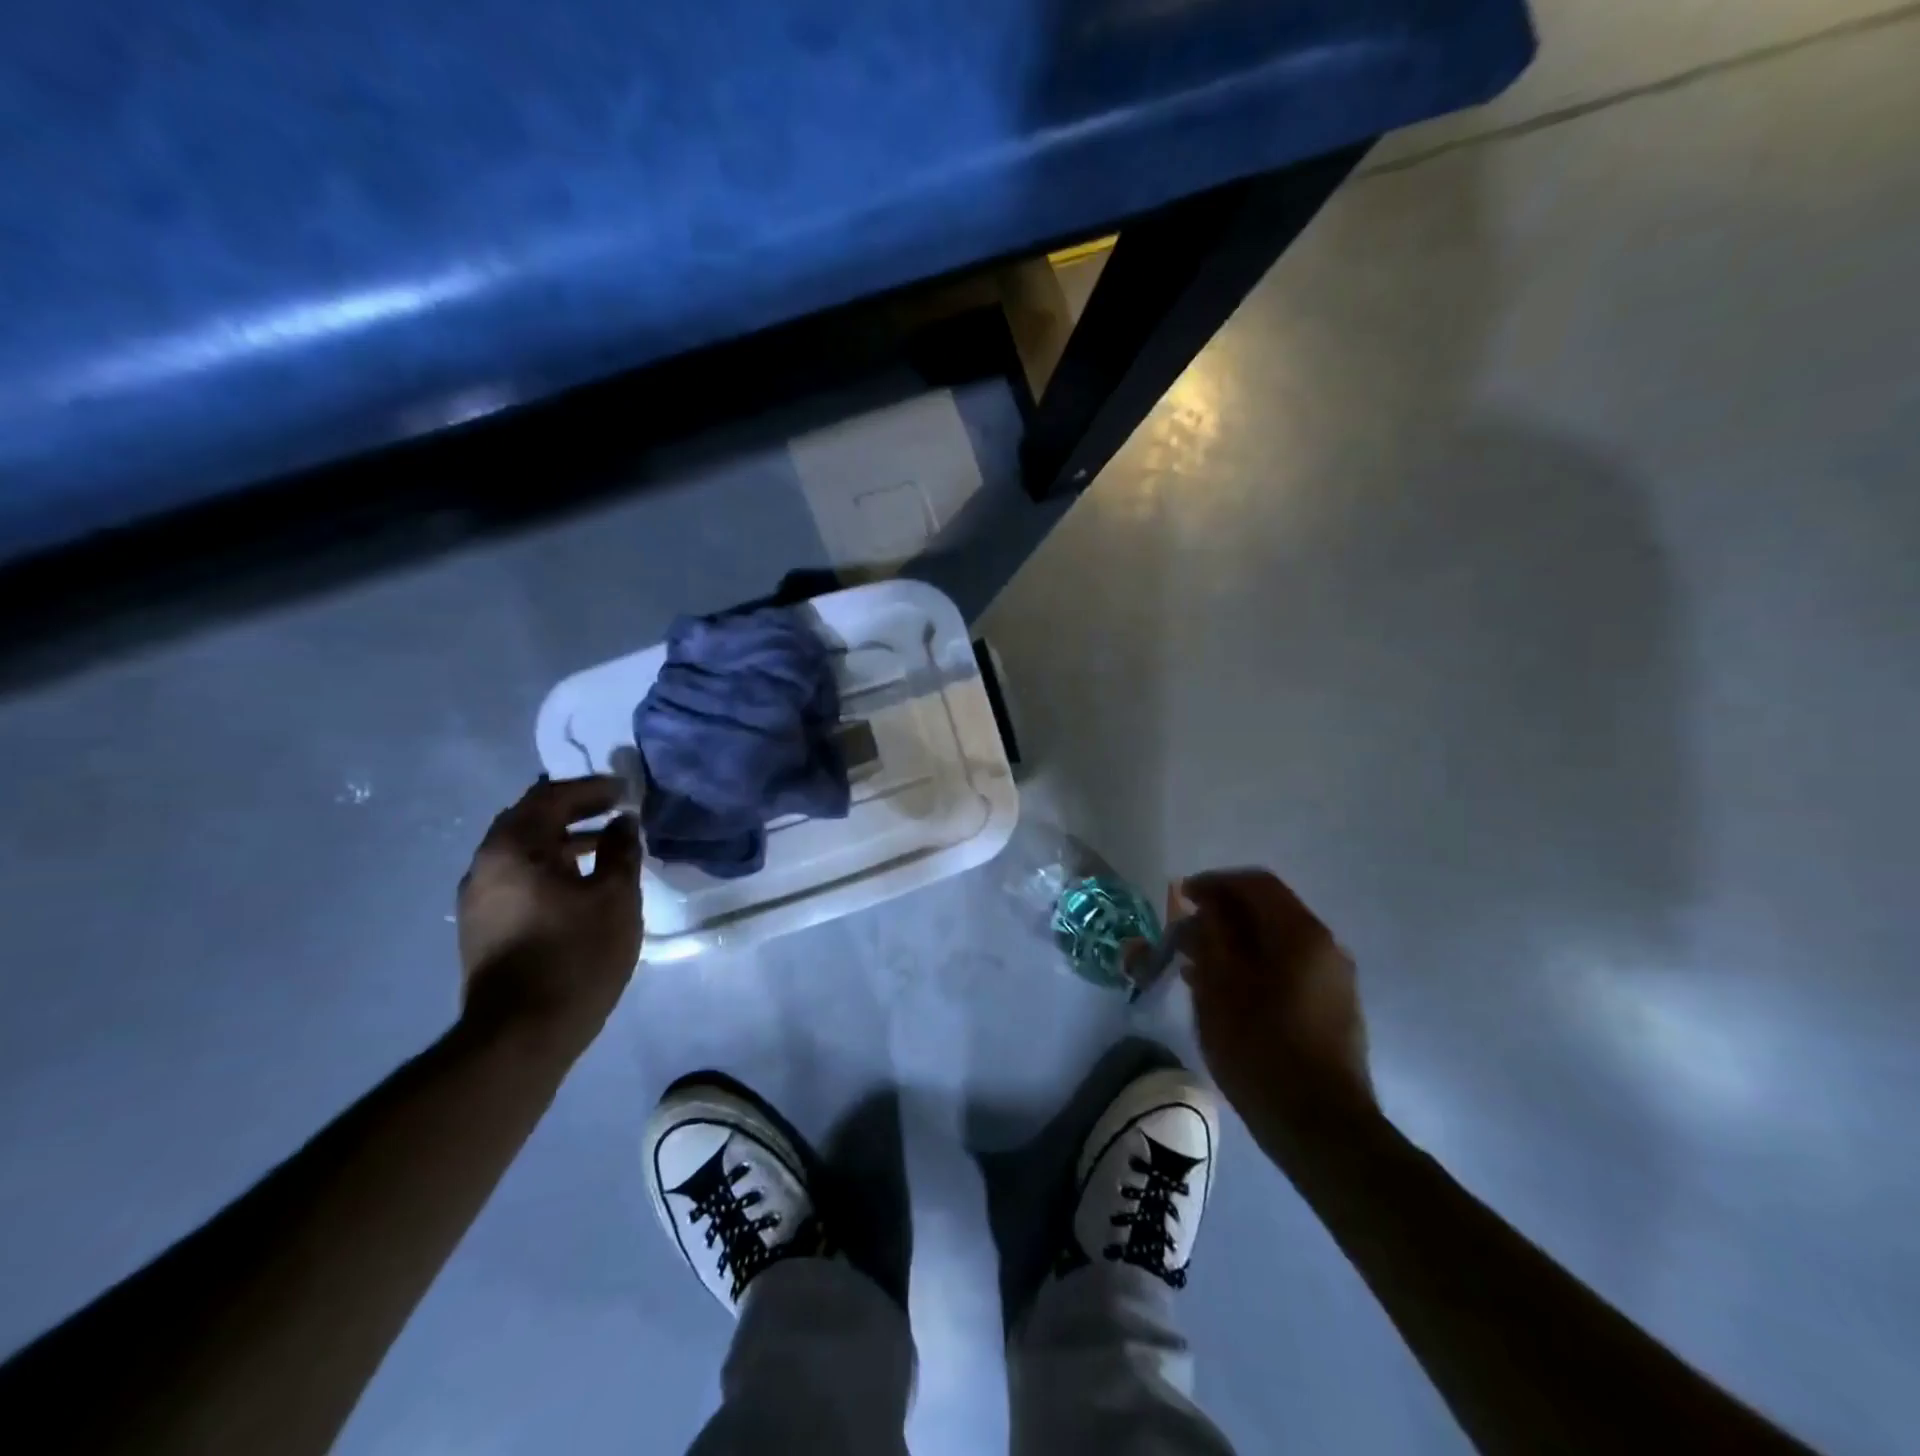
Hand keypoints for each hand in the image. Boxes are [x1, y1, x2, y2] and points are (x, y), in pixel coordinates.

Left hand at [456, 776, 642, 1059]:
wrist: (521, 1034)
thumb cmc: (576, 955)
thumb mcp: (615, 897)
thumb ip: (620, 851)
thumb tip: (621, 823)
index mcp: (513, 848)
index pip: (550, 797)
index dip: (591, 789)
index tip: (625, 791)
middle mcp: (485, 865)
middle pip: (529, 819)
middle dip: (573, 809)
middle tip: (613, 809)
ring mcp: (477, 898)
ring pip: (521, 850)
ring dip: (561, 839)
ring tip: (604, 844)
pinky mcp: (482, 926)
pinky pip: (517, 876)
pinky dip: (548, 865)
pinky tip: (579, 882)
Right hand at [1178, 869, 1374, 1158]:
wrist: (1320, 1128)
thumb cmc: (1261, 1048)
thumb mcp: (1220, 985)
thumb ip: (1211, 935)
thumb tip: (1206, 907)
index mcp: (1301, 933)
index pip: (1255, 884)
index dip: (1214, 883)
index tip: (1180, 898)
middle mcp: (1325, 947)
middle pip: (1267, 911)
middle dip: (1221, 916)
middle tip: (1183, 936)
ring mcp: (1333, 979)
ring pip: (1275, 942)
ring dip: (1234, 943)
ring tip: (1194, 965)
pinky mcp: (1331, 1008)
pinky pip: (1286, 969)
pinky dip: (1252, 966)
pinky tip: (1223, 991)